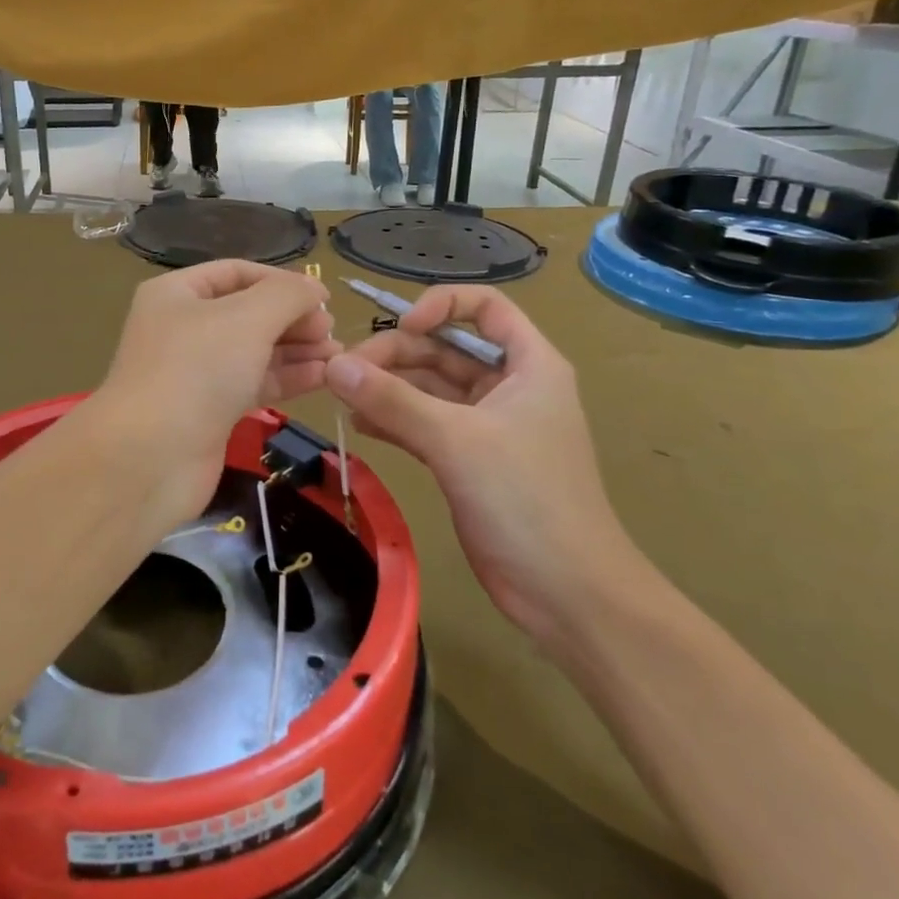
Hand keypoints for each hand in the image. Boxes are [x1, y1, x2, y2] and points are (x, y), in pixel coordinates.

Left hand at [87, 261, 337, 533]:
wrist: (151, 457)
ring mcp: (195, 372)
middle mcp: (182, 328)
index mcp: (177, 294)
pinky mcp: (209, 411)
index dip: (281, 280)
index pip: (236, 273)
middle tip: (332, 332)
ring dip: (296, 350)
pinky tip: (323, 379)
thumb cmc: (197, 369)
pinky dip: (287, 378)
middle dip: (292, 319)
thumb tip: (314, 288)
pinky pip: (254, 383)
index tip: (323, 297)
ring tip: (339, 357)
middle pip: (247, 312)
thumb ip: (287, 295)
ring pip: (254, 351)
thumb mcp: (247, 317)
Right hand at [325, 286, 635, 642]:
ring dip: (388, 388)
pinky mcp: (468, 460)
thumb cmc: (525, 499)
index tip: (401, 326)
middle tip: (344, 373)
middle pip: (445, 349)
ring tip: (342, 396)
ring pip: (429, 389)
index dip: (442, 305)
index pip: (485, 308)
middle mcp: (508, 386)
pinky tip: (360, 424)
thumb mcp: (456, 440)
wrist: (565, 592)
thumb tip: (333, 365)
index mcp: (529, 365)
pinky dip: (393, 420)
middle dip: (396, 355)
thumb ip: (392, 400)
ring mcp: (487, 426)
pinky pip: (424, 425)